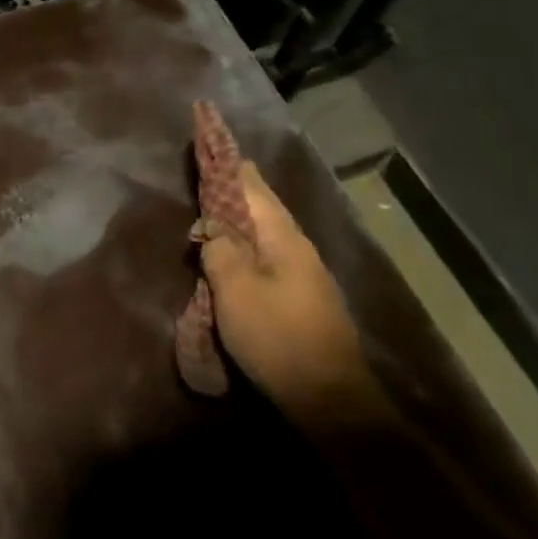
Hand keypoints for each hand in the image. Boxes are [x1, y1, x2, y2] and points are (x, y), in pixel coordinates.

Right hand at [199, 161, 386, 432]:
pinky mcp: (304, 296)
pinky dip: (247, 243)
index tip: (210, 140)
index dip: (229, 164)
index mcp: (283, 237)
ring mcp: (305, 273)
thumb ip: (220, 250)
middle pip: (263, 204)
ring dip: (239, 217)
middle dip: (234, 187)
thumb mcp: (235, 290)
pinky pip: (269, 254)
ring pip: (267, 230)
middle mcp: (298, 246)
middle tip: (207, 172)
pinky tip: (234, 254)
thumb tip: (212, 226)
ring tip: (213, 211)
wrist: (330, 398)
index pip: (252, 186)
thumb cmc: (277, 337)